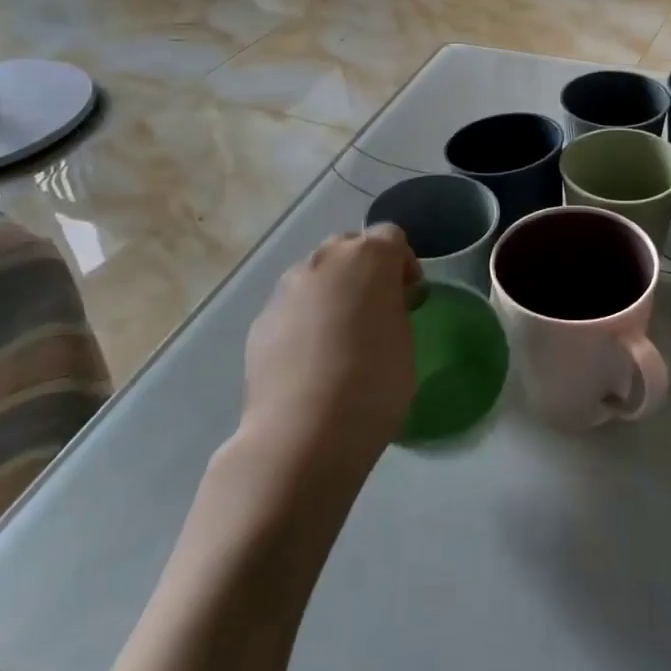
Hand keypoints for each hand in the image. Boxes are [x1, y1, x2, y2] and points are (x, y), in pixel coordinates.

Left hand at [239, 226, 420, 479]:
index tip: (409, 296)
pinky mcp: (262, 319)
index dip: (403, 263)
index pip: (392, 237)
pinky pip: (293, 306)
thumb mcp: (405, 341)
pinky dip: (306, 319)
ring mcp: (287, 288)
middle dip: (365, 270)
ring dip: (332, 292)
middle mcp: (324, 261)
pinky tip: (311, 359)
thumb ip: (395, 308)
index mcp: (368, 258)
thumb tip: (383, 303)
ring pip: (317, 275)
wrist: (303, 434)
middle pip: (349, 247)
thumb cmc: (373, 384)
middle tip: (376, 309)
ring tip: (340, 337)